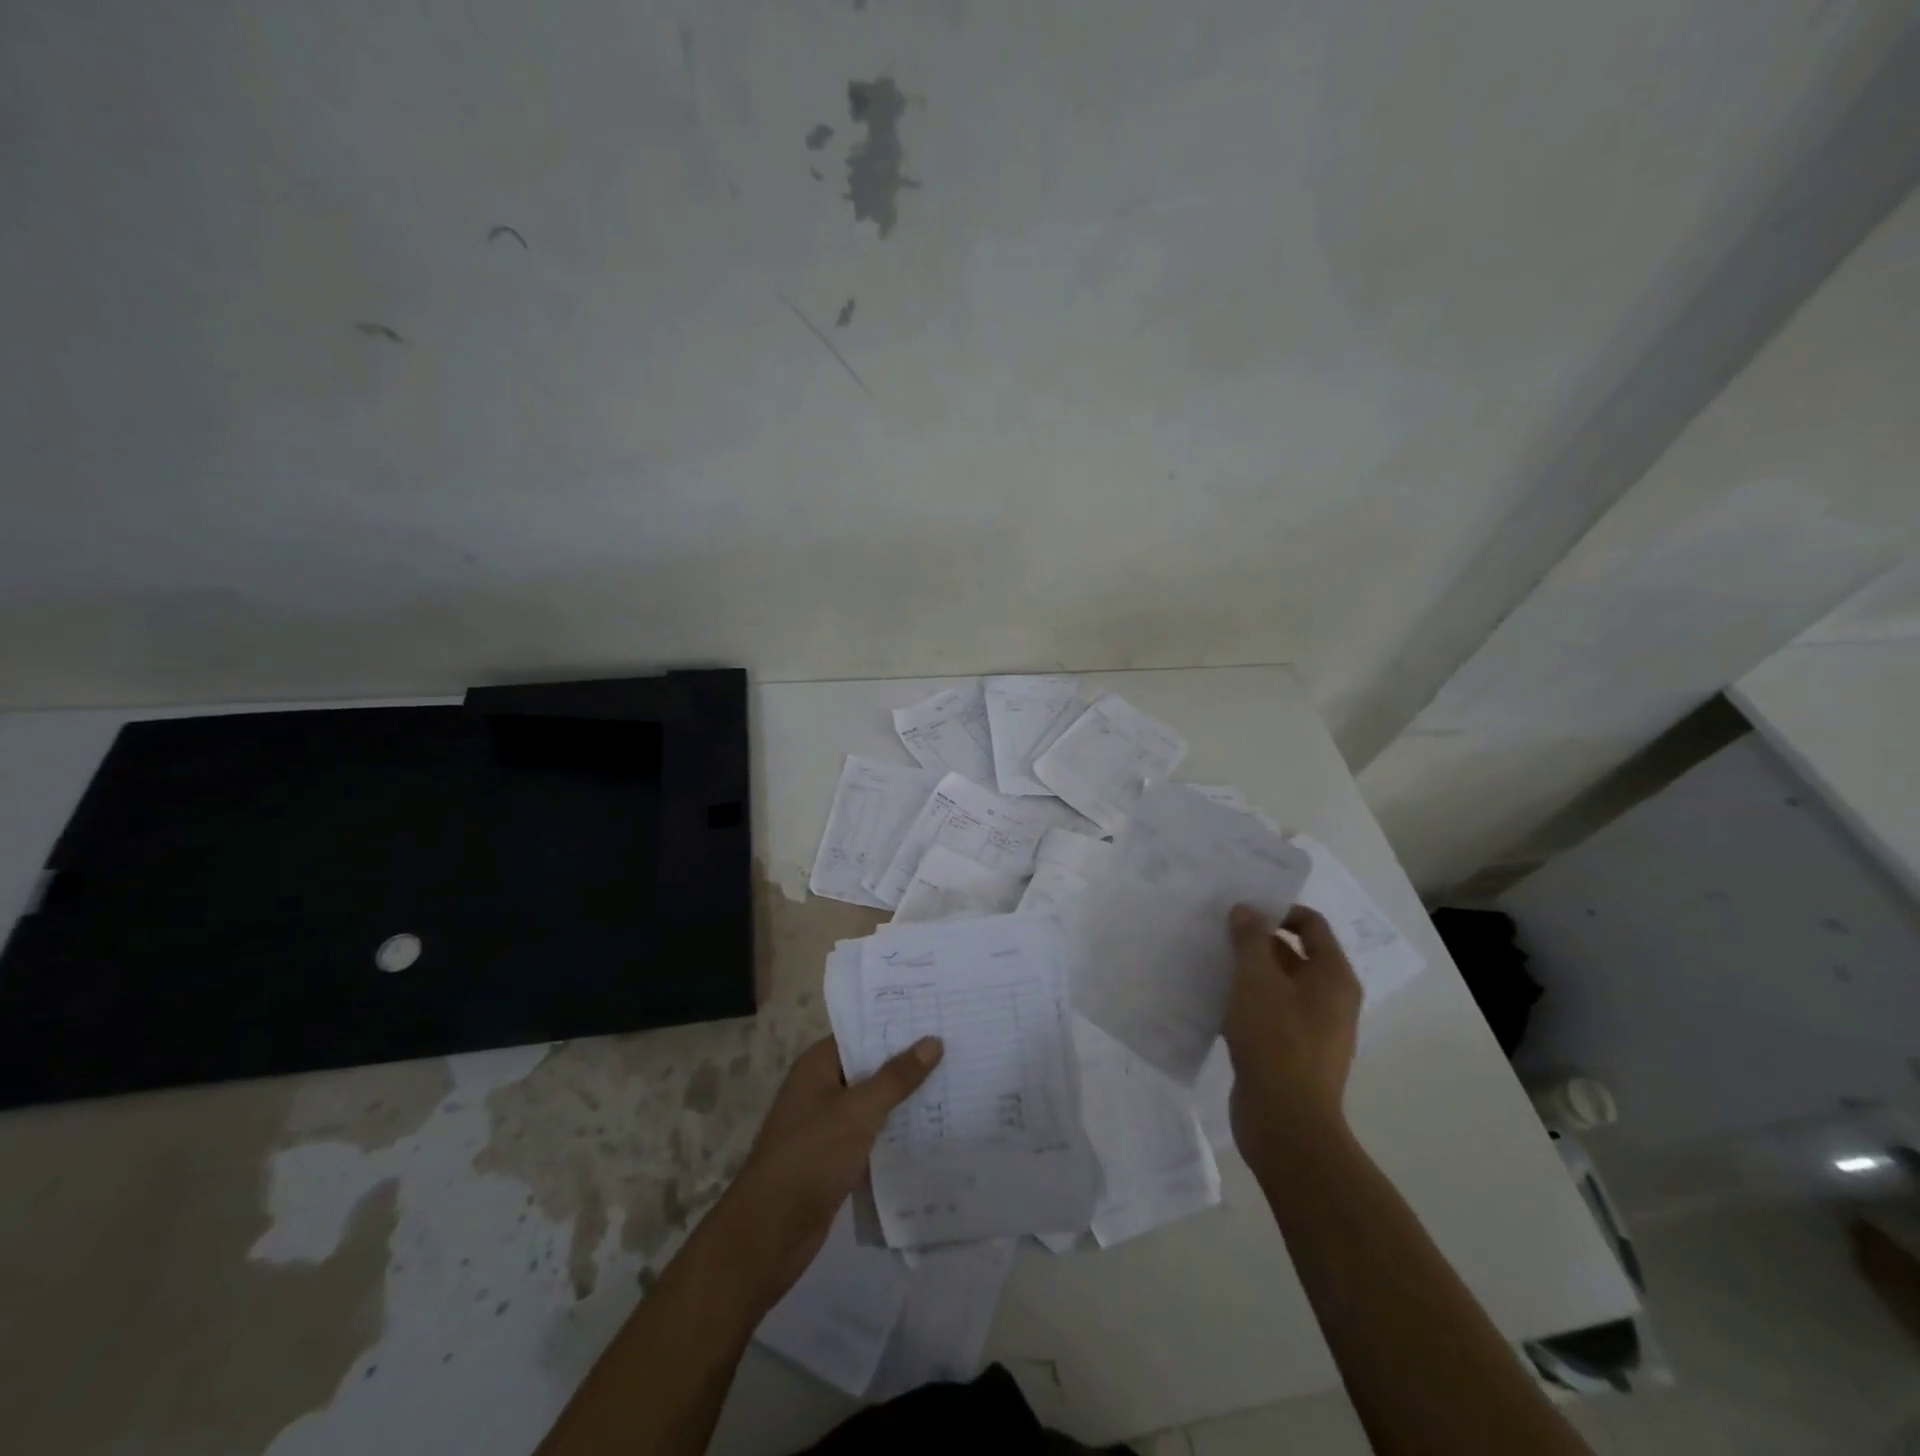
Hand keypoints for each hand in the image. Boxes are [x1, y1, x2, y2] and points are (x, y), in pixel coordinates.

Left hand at [707, 1034, 941, 1306]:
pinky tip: (931, 1130)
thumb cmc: (810, 1157)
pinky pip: (871, 1134)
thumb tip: (933, 1041)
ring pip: (872, 1102)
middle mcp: (820, 1088)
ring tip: (953, 1084)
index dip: (896, 1025)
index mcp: (817, 1066)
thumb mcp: (858, 1112)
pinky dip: (894, 1131)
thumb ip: (896, 1077)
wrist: (769, 1233)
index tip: (936, 1016)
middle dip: (906, 1062)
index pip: (861, 1033)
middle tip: (955, 1048)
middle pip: (869, 1067)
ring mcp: (826, 1125)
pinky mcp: (834, 1158)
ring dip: (904, 1098)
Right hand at [1224, 903, 1361, 1160]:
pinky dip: (1243, 1002)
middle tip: (1215, 931)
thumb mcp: (1257, 981)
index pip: (1311, 924)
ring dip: (1246, 972)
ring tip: (1208, 961)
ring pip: (1276, 985)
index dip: (1278, 910)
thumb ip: (1250, 941)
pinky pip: (1267, 1013)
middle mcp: (1329, 999)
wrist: (1286, 1123)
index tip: (1240, 909)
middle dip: (1255, 941)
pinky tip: (1212, 1001)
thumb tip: (1246, 910)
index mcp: (1333, 977)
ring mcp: (1311, 1028)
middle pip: (1292, 953)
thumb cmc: (1276, 1041)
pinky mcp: (1289, 1052)